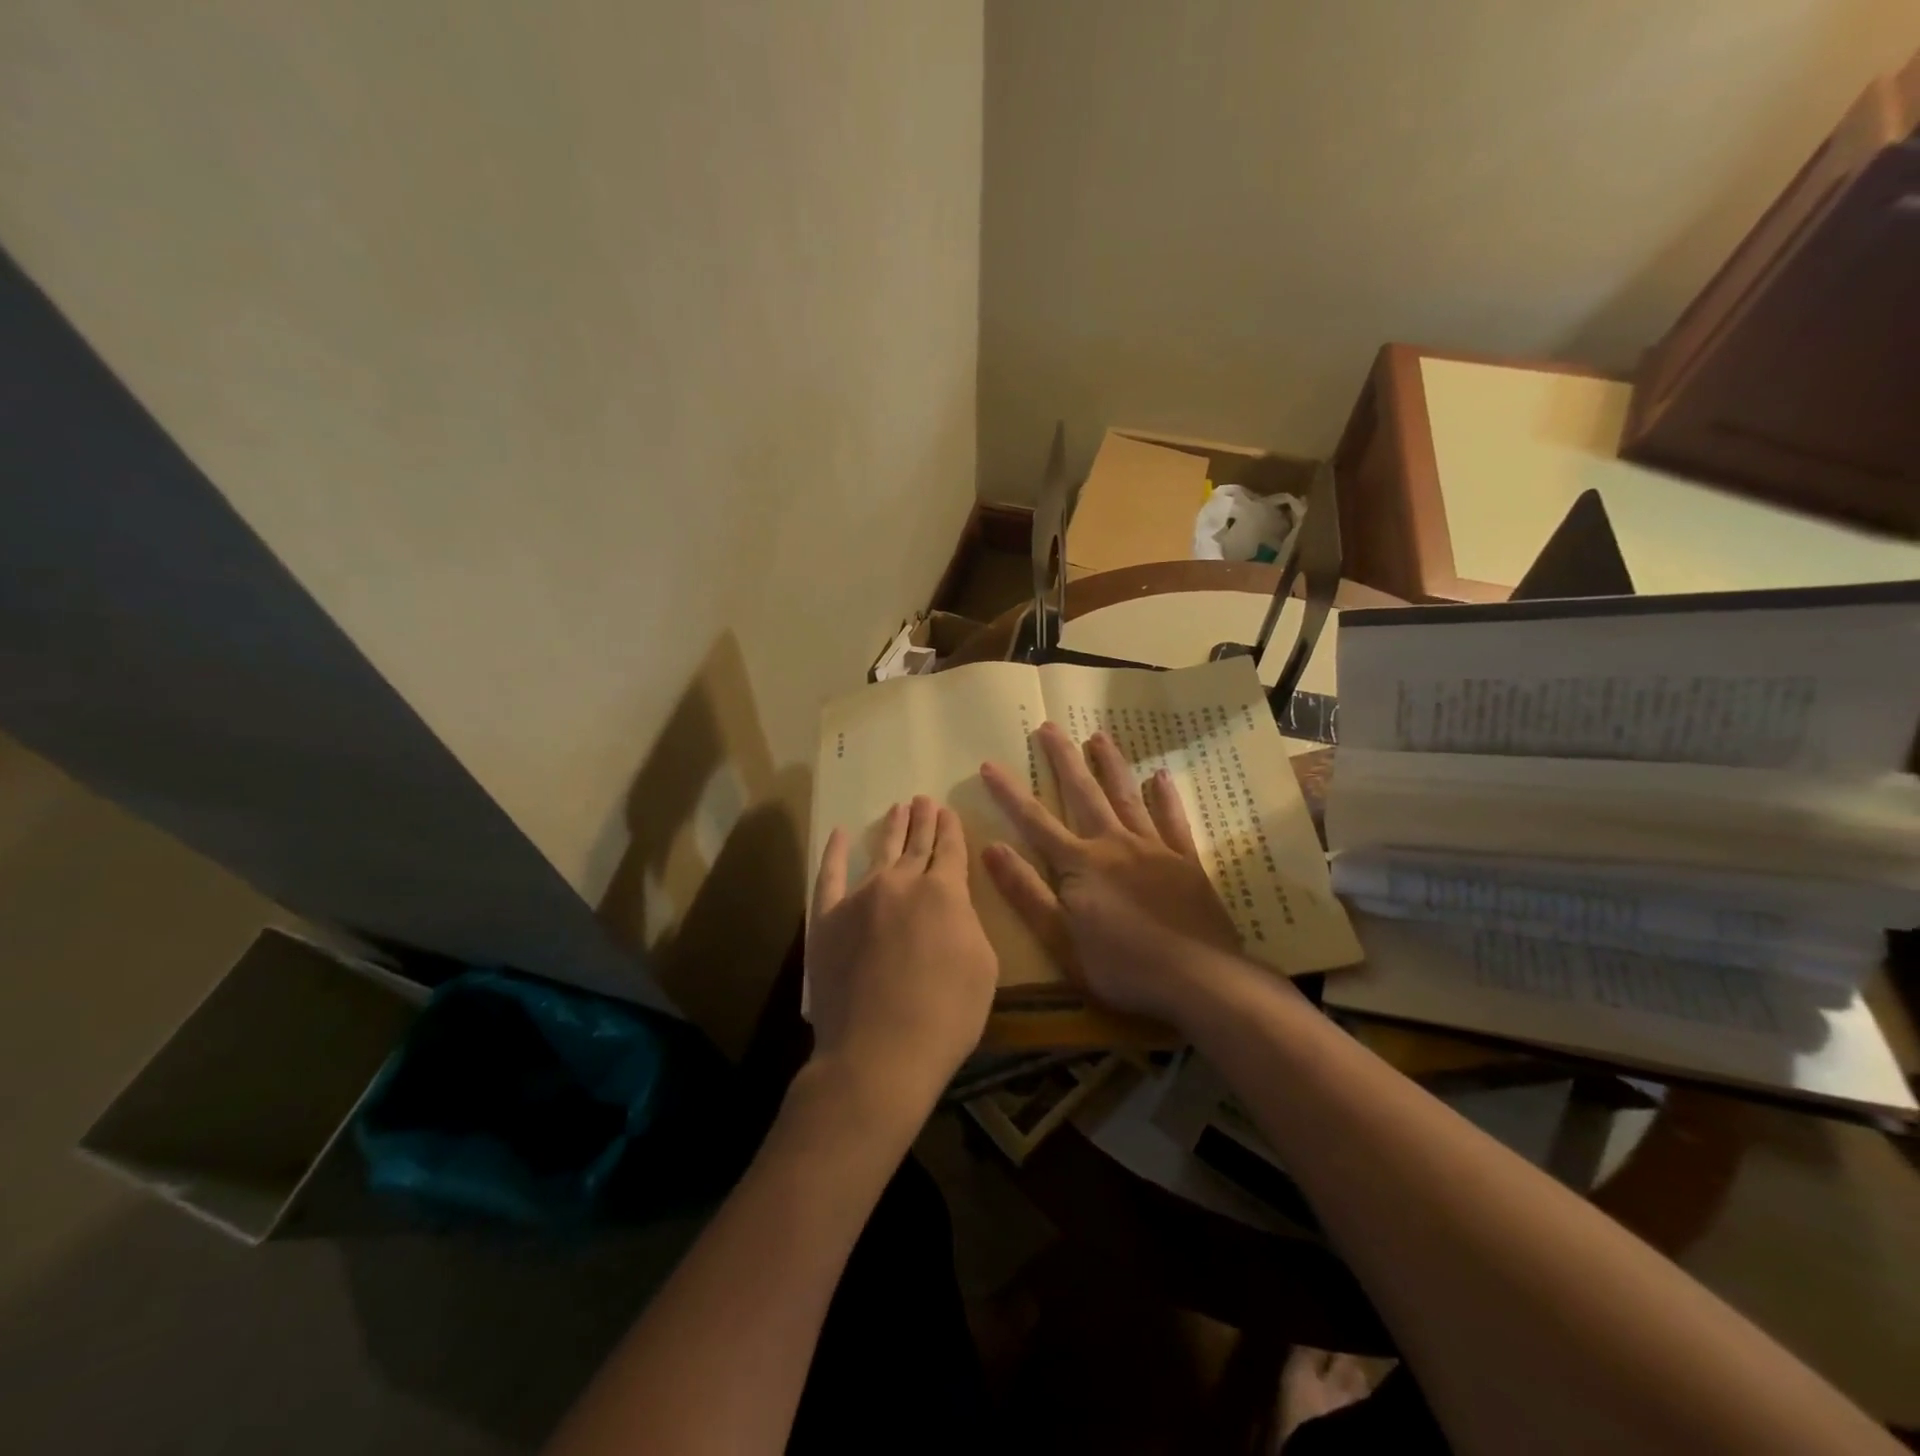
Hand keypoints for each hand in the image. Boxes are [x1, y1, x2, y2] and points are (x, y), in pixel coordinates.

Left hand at [805, 796, 997, 1130]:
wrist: (880, 1052)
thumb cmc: (945, 1015)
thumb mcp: (983, 967)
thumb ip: (967, 924)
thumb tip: (952, 907)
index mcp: (945, 892)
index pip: (950, 850)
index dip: (951, 829)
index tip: (948, 811)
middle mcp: (902, 883)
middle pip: (916, 844)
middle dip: (923, 820)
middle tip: (923, 800)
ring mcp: (860, 897)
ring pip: (880, 852)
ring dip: (891, 828)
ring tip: (898, 808)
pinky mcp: (827, 918)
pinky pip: (830, 876)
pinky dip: (835, 853)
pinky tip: (840, 835)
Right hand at [980, 724, 1253, 1024]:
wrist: (1198, 979)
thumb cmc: (1121, 966)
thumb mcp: (1059, 940)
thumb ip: (1025, 892)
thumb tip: (991, 847)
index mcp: (1080, 864)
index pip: (1035, 821)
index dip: (1010, 793)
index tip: (990, 763)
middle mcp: (1114, 844)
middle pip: (1083, 794)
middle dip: (1063, 759)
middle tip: (1049, 726)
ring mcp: (1153, 848)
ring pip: (1126, 796)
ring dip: (1110, 765)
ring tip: (1098, 736)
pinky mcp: (1185, 861)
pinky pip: (1173, 819)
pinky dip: (1165, 796)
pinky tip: (1160, 776)